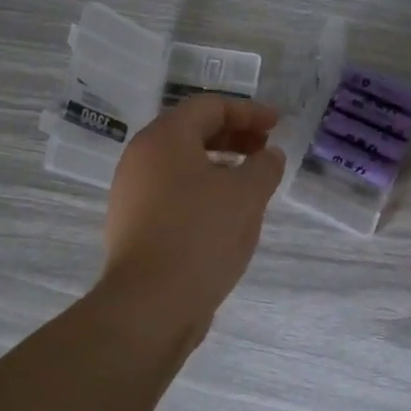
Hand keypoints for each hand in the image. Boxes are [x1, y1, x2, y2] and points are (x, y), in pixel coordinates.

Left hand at [102, 95, 286, 323]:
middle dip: (234, 135)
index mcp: (164, 138)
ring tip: (250, 180)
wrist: (150, 304)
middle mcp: (141, 157)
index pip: (210, 106)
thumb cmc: (200, 235)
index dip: (248, 111)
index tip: (277, 125)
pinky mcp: (133, 222)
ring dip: (219, 162)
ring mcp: (132, 191)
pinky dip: (202, 187)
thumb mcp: (246, 195)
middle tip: (266, 149)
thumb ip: (264, 166)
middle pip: (192, 130)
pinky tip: (225, 211)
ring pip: (182, 162)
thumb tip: (270, 155)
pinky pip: (172, 189)